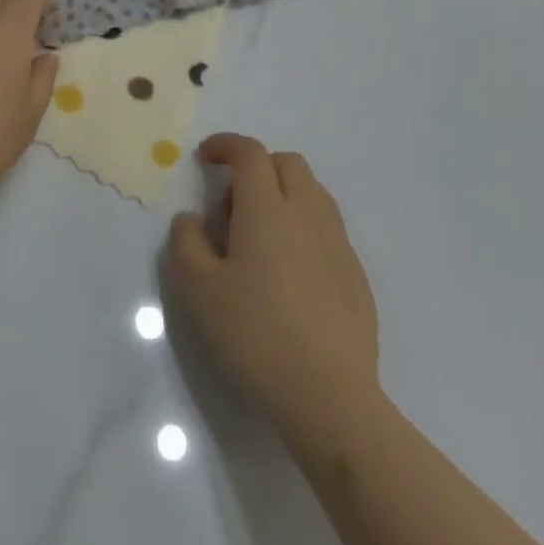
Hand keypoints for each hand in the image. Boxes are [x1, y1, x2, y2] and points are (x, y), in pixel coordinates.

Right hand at [167, 133, 382, 454]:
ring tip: (261, 236)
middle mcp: (306, 213)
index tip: (205, 158)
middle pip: (286, 162)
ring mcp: (337, 243)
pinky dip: (304, 227)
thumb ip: (186, 243)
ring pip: (312, 192)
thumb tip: (189, 219)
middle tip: (232, 204)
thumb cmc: (257, 336)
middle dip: (257, 166)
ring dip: (284, 194)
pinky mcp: (356, 275)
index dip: (225, 145)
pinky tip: (291, 272)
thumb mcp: (199, 291)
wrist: (332, 399)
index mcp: (267, 208)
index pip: (249, 152)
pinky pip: (328, 228)